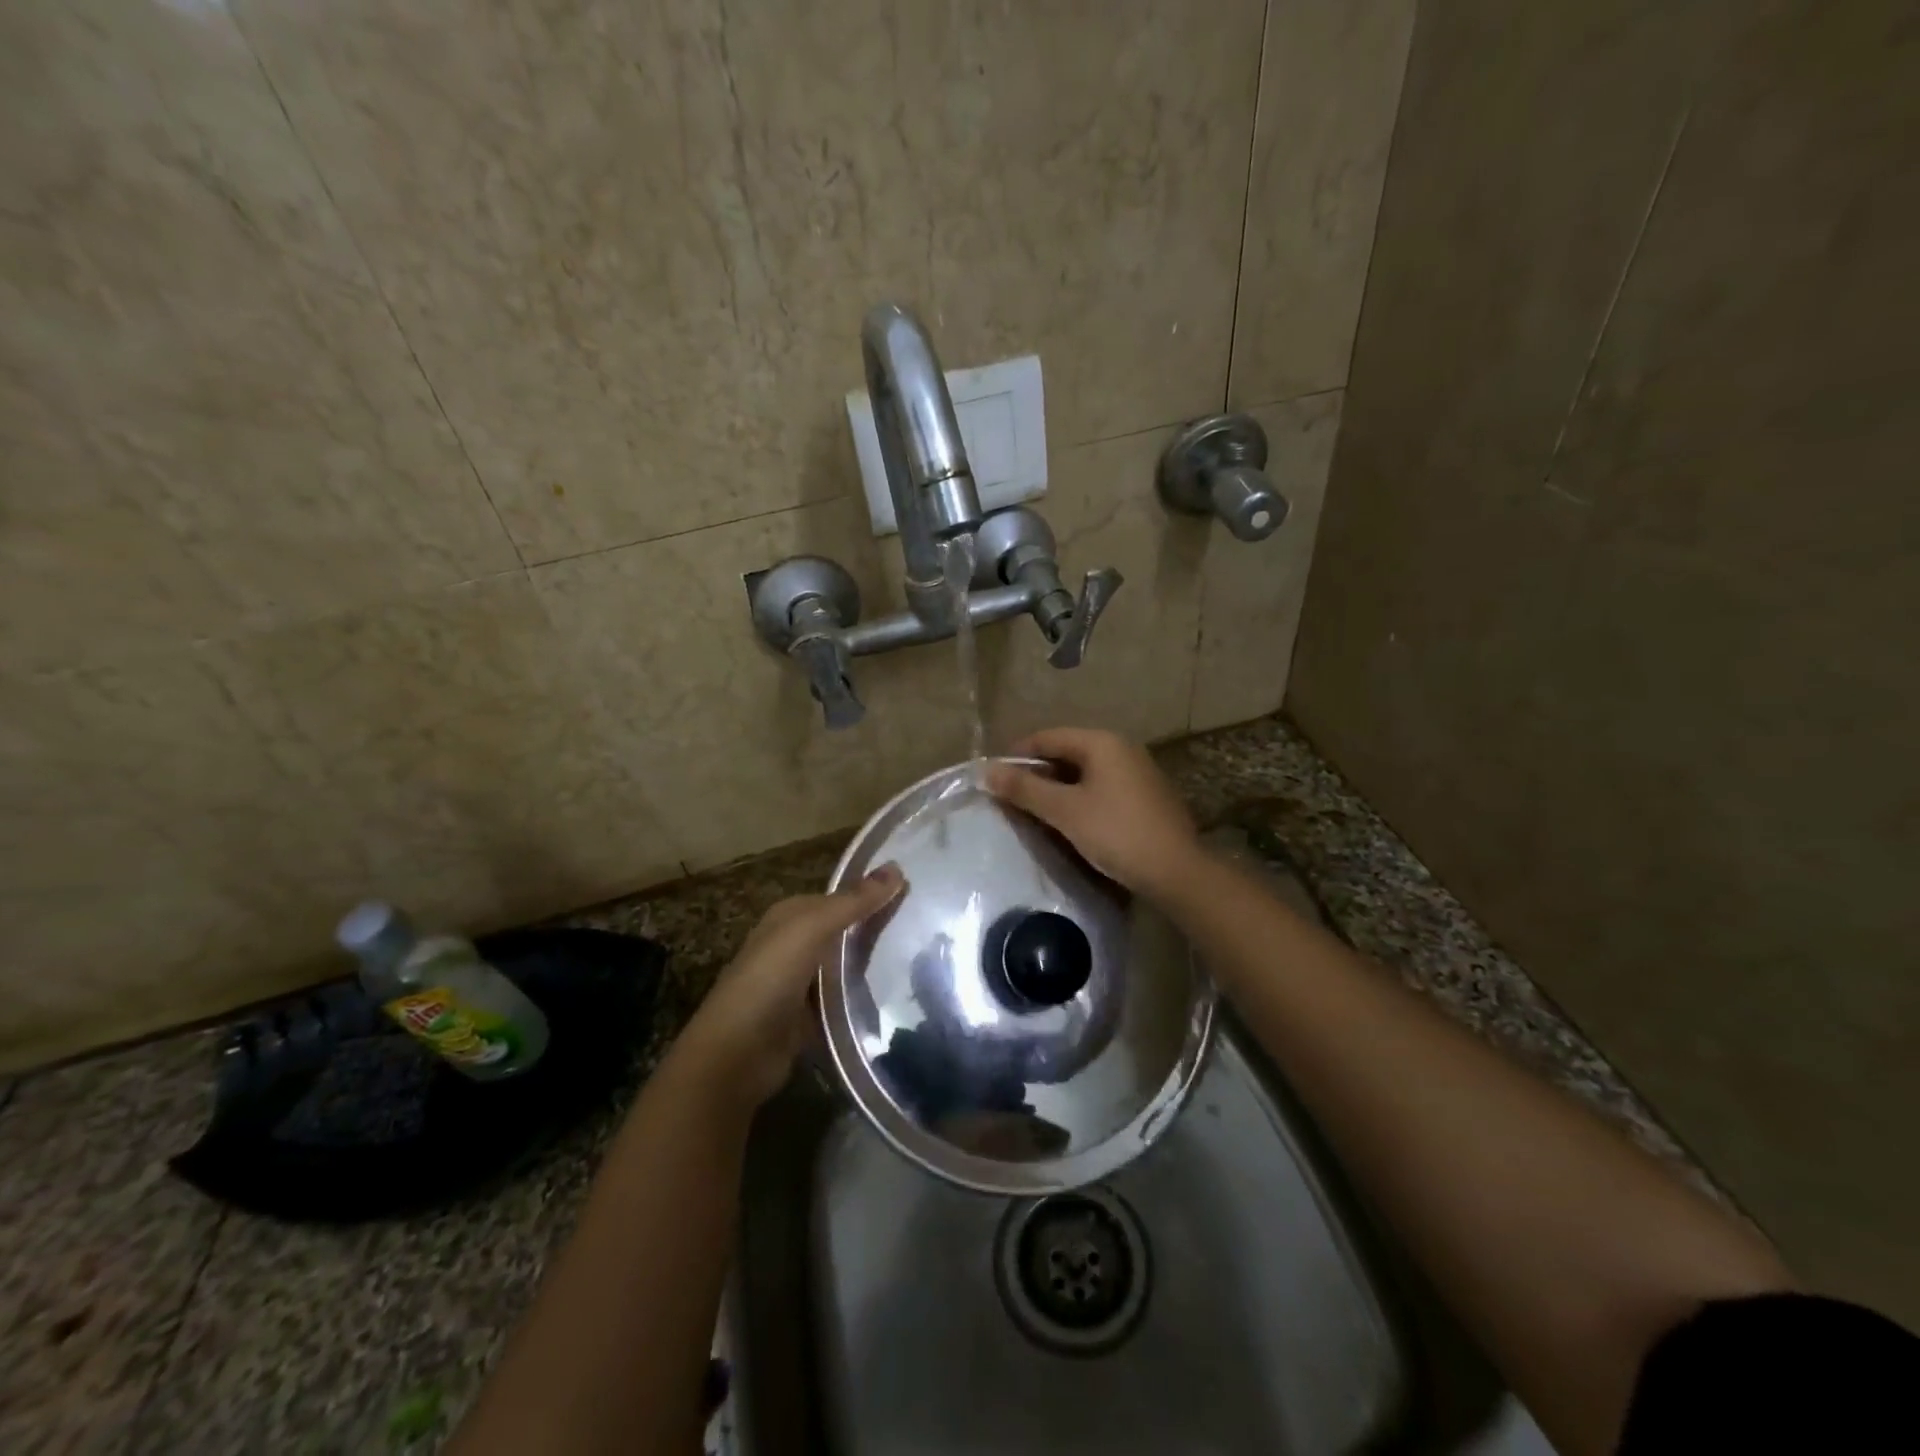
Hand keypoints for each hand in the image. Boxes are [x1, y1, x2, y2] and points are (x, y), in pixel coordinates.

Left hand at [672, 865, 903, 1108]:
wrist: (736, 1054)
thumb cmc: (770, 979)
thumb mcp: (811, 930)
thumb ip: (853, 902)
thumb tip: (897, 866)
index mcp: (791, 915)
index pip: (842, 896)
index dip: (875, 892)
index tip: (918, 892)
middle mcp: (795, 943)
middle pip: (846, 930)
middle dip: (879, 927)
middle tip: (931, 928)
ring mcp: (802, 982)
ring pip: (848, 965)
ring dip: (876, 963)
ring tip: (926, 959)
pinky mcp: (811, 1017)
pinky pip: (845, 998)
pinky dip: (865, 996)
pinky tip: (898, 995)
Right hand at [985, 727, 1202, 897]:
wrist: (1177, 871)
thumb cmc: (1116, 833)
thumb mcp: (1065, 811)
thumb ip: (1025, 789)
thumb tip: (986, 771)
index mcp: (1102, 742)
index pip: (1048, 737)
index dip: (1017, 755)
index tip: (994, 778)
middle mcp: (1122, 749)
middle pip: (1067, 753)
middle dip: (1037, 774)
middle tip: (1010, 798)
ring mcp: (1137, 772)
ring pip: (1084, 773)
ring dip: (1057, 789)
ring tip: (1034, 812)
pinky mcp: (1145, 797)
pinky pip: (1101, 788)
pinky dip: (1079, 798)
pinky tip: (1069, 822)